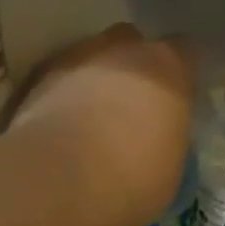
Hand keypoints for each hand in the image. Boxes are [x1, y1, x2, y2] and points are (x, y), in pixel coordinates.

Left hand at [9, 24, 194, 225]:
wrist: (58, 181)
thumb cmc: (131, 180)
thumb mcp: (171, 168)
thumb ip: (167, 138)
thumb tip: (158, 141)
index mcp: (168, 69)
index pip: (186, 52)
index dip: (180, 74)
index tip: (176, 99)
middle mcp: (124, 50)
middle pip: (133, 44)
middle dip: (134, 68)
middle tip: (132, 107)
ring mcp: (77, 57)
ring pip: (93, 57)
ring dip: (95, 80)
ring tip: (92, 118)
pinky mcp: (38, 76)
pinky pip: (60, 78)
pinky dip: (64, 94)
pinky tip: (63, 126)